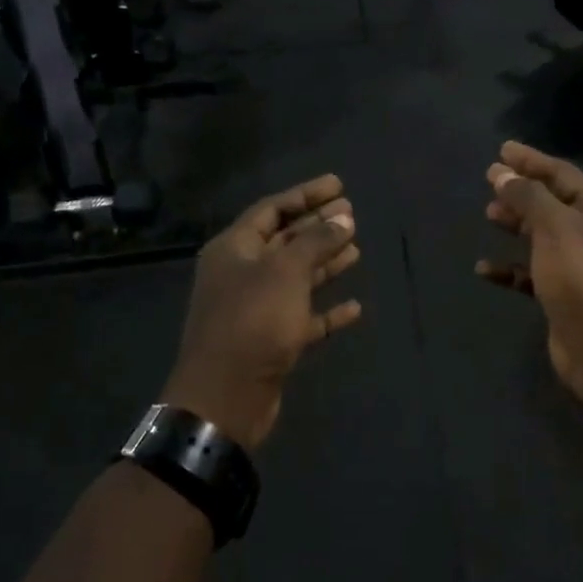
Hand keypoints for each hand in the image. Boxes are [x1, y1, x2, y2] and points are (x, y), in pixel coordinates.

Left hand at [164, 174, 362, 451]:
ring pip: (296, 278)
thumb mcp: (286, 272)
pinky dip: (327, 310)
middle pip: (285, 241)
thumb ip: (316, 241)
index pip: (271, 210)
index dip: (305, 195)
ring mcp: (256, 309)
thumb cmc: (253, 322)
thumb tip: (344, 217)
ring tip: (356, 248)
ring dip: (324, 263)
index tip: (339, 185)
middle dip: (317, 226)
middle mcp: (242, 274)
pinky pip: (304, 317)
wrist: (226, 396)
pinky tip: (355, 307)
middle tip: (352, 213)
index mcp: (235, 249)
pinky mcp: (271, 341)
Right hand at [475, 142, 582, 401]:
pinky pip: (532, 273)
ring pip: (542, 236)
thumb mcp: (553, 226)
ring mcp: (579, 266)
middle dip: (522, 191)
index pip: (562, 173)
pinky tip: (484, 268)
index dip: (531, 160)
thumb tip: (501, 173)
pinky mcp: (564, 295)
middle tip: (490, 181)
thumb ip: (527, 196)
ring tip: (488, 215)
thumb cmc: (581, 276)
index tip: (502, 149)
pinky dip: (510, 267)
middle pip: (552, 203)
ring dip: (516, 224)